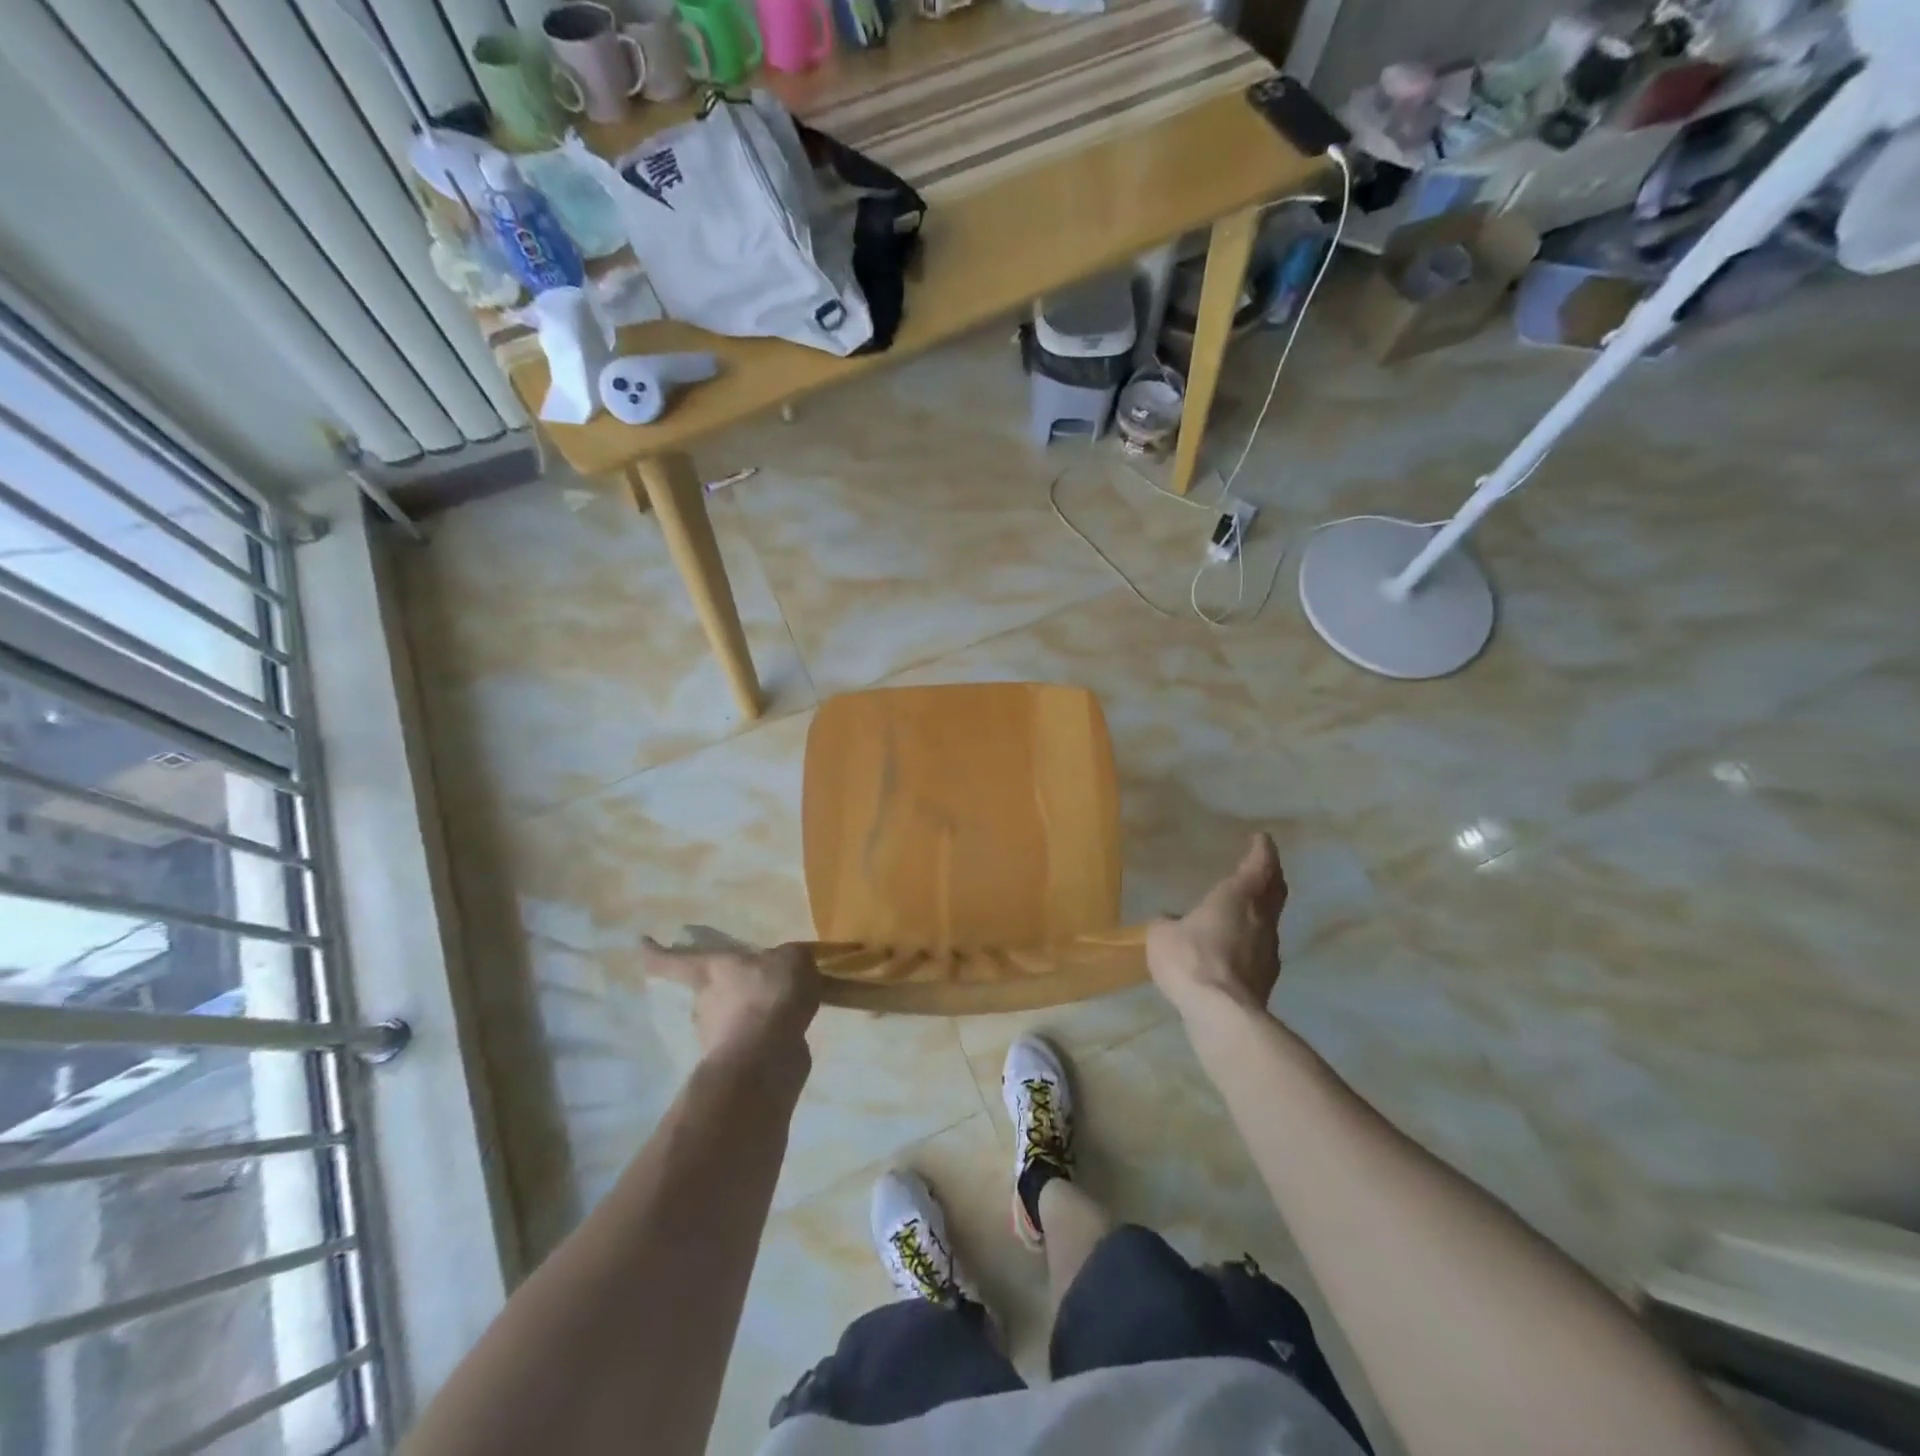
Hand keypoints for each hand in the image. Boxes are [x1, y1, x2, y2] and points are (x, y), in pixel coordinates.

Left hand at [640, 939, 820, 1059]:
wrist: (767, 1058)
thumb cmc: (769, 996)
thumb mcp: (792, 960)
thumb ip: (789, 958)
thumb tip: (788, 961)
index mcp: (710, 970)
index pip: (673, 960)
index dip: (655, 952)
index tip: (641, 943)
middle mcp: (704, 1002)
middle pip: (709, 989)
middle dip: (729, 988)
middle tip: (760, 981)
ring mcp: (715, 1036)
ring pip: (730, 1017)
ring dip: (750, 1013)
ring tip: (784, 1007)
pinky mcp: (734, 1061)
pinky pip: (751, 1040)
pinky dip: (766, 1036)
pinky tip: (790, 1031)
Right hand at [1147, 834, 1286, 1020]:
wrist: (1221, 1013)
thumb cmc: (1191, 959)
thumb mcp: (1162, 935)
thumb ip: (1168, 923)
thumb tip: (1172, 922)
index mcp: (1237, 897)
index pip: (1258, 865)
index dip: (1262, 851)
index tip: (1263, 839)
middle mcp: (1260, 918)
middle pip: (1274, 891)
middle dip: (1271, 877)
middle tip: (1265, 868)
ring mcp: (1268, 950)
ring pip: (1269, 921)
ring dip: (1261, 911)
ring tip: (1246, 909)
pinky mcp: (1266, 978)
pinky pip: (1260, 948)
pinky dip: (1252, 940)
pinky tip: (1236, 948)